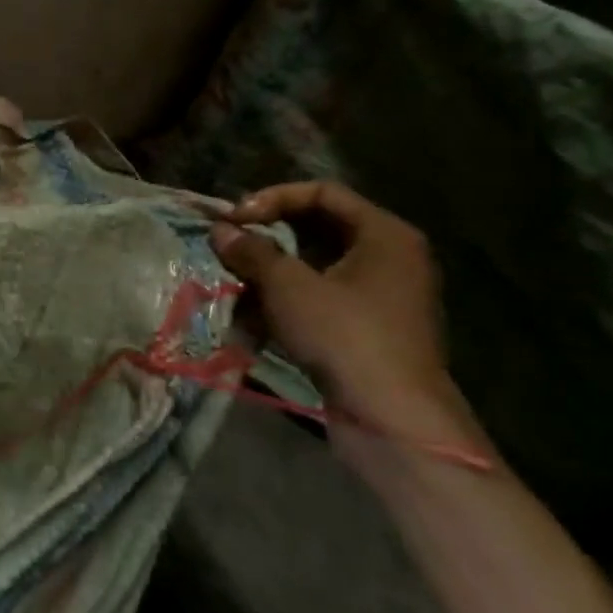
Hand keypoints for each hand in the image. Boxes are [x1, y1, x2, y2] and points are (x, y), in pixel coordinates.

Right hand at [208, 182, 484, 465]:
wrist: (392, 418)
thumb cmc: (345, 335)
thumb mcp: (289, 286)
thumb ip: (252, 252)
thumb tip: (220, 230)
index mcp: (384, 234)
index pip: (322, 193)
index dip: (273, 198)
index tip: (234, 219)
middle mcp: (387, 258)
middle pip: (315, 230)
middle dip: (266, 241)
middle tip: (229, 249)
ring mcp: (378, 296)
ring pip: (311, 268)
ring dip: (267, 277)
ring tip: (234, 292)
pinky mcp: (364, 329)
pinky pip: (317, 301)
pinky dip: (283, 306)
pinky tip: (250, 325)